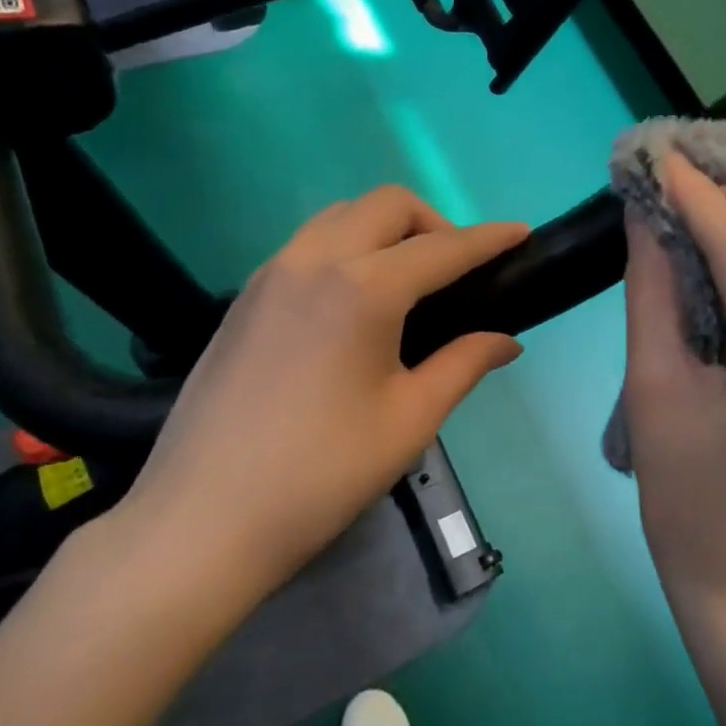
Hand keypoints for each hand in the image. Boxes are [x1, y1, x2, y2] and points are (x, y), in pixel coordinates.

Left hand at [113, 187, 527, 618]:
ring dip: (385, 229)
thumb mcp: (410, 419)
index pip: (443, 248)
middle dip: (434, 222)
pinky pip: (306, 245)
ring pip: (340, 216)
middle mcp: (313, 261)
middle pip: (386, 206)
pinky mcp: (244, 299)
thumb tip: (505, 340)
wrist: (204, 519)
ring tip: (408, 282)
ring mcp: (270, 275)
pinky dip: (346, 248)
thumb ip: (464, 364)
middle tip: (458, 271)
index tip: (521, 233)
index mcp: (362, 288)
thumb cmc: (323, 473)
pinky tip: (354, 303)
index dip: (489, 238)